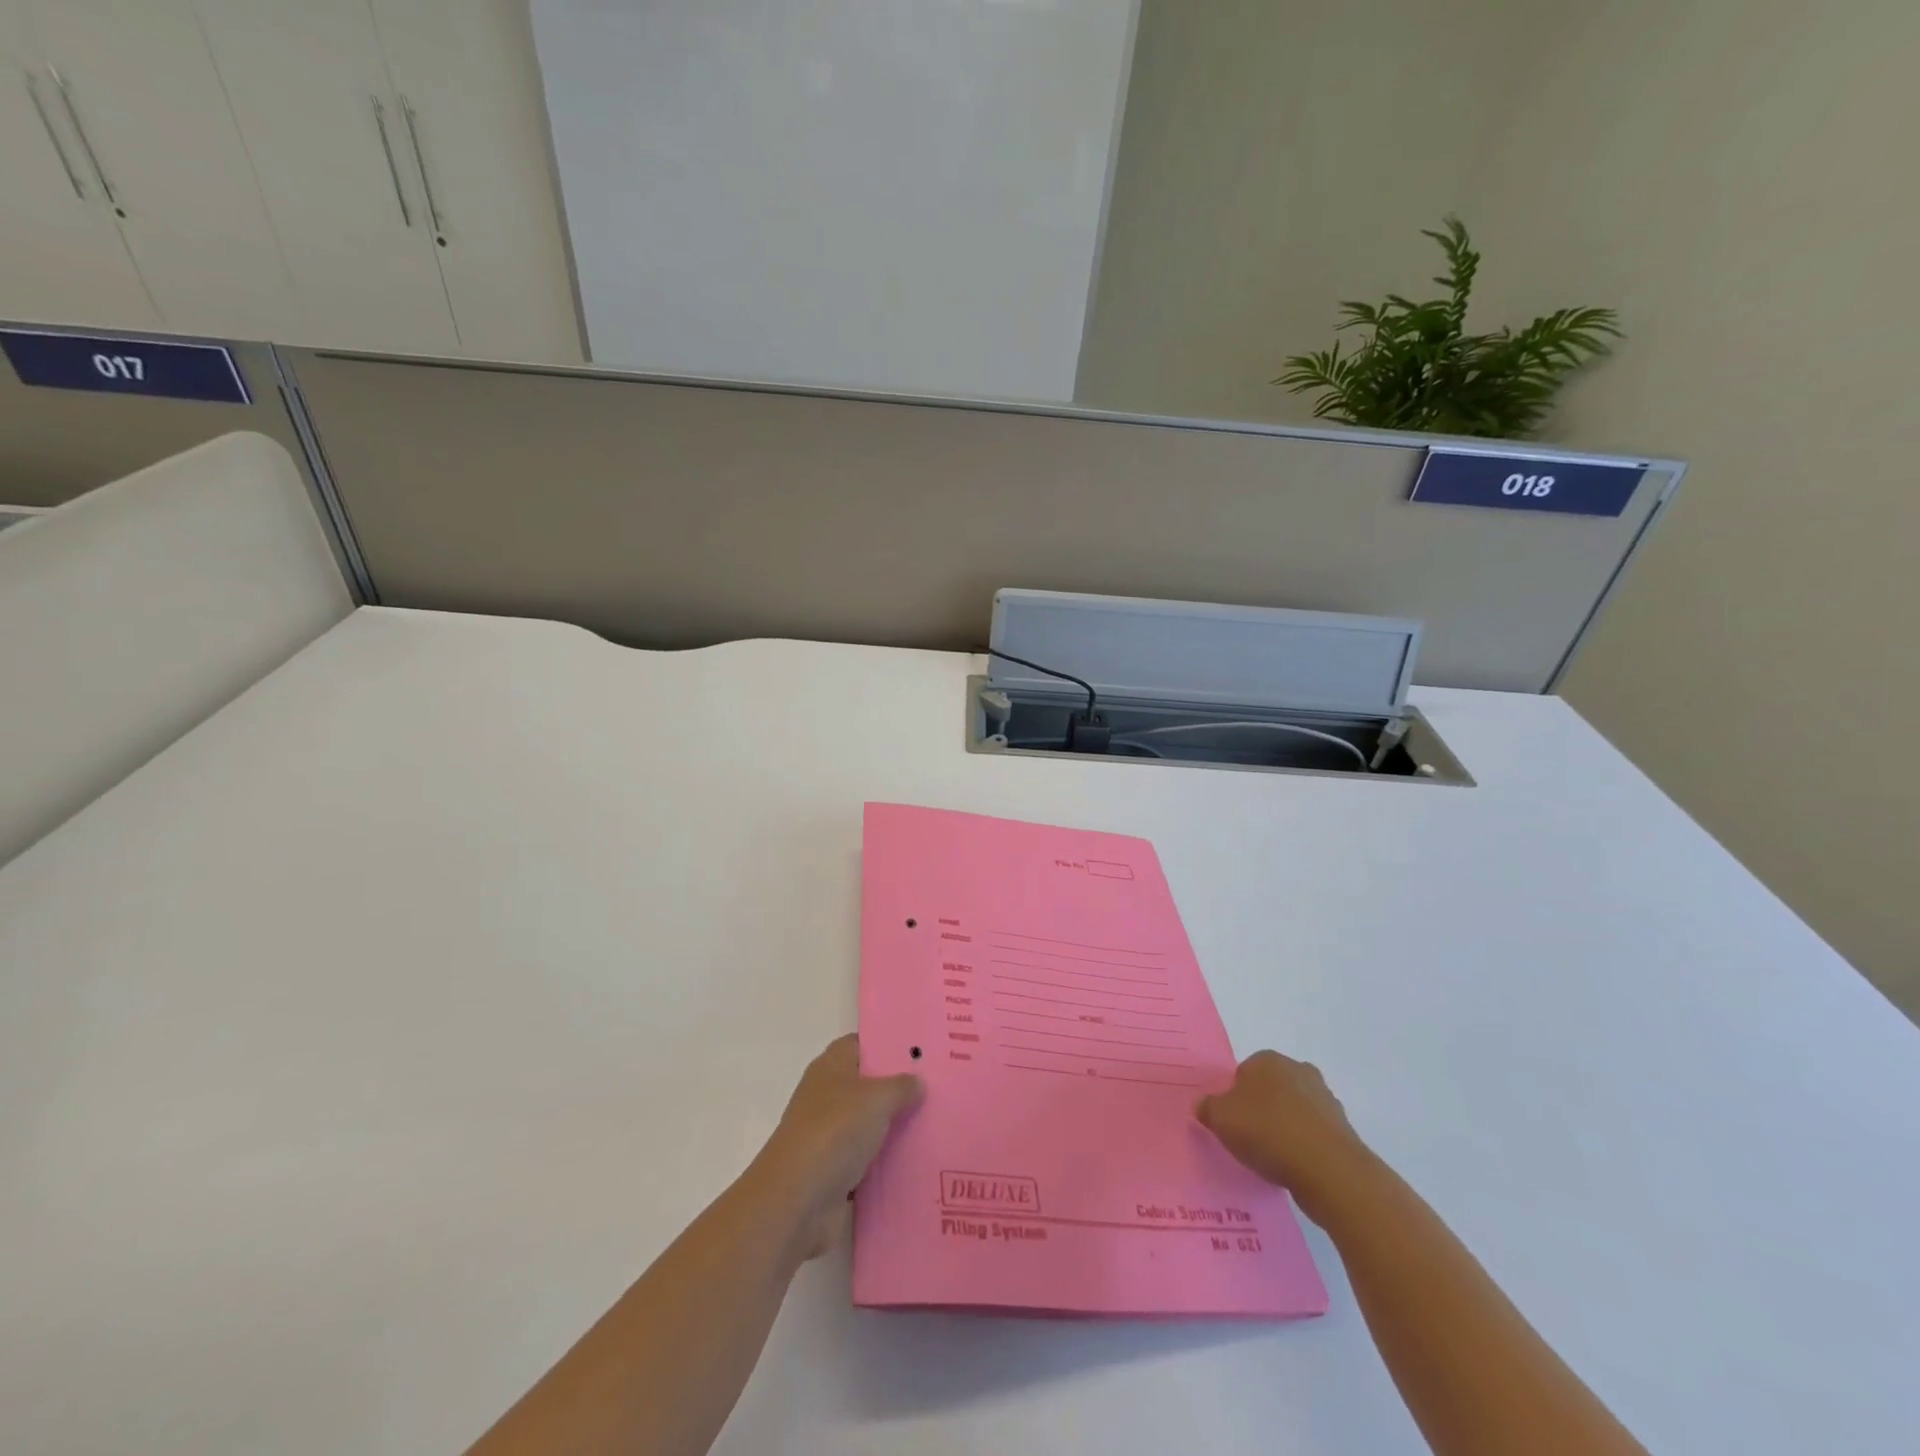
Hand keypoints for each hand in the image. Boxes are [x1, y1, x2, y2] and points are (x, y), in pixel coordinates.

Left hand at [751, 1034, 922, 1260]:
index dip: (890, 1045)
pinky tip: (924, 1161)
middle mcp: (829, 1096)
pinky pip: (872, 1161)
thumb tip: (917, 1081)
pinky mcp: (837, 1173)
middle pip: (871, 1086)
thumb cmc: (834, 1132)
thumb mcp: (876, 1098)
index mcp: (832, 1067)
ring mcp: (831, 1136)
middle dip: (902, 1089)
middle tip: (942, 1088)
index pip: (863, 1044)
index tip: (925, 1050)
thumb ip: (901, 1086)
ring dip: (899, 1129)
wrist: (797, 1202)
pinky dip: (891, 1163)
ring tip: (942, 1124)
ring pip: (873, 1125)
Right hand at [1196, 1050, 1374, 1223]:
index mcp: (1267, 1059)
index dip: (1234, 1098)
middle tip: (1250, 1138)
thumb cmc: (1267, 1132)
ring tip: (1273, 1159)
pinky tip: (1295, 1169)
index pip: (1243, 1073)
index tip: (1232, 1123)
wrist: (1329, 1170)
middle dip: (1262, 1109)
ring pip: (1294, 1112)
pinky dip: (1304, 1148)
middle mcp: (1298, 1070)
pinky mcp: (1343, 1130)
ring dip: (1285, 1129)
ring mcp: (1325, 1099)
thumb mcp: (1220, 1119)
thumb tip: (1204, 1106)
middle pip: (1271, 1089)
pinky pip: (1313, 1135)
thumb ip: (1207, 1108)